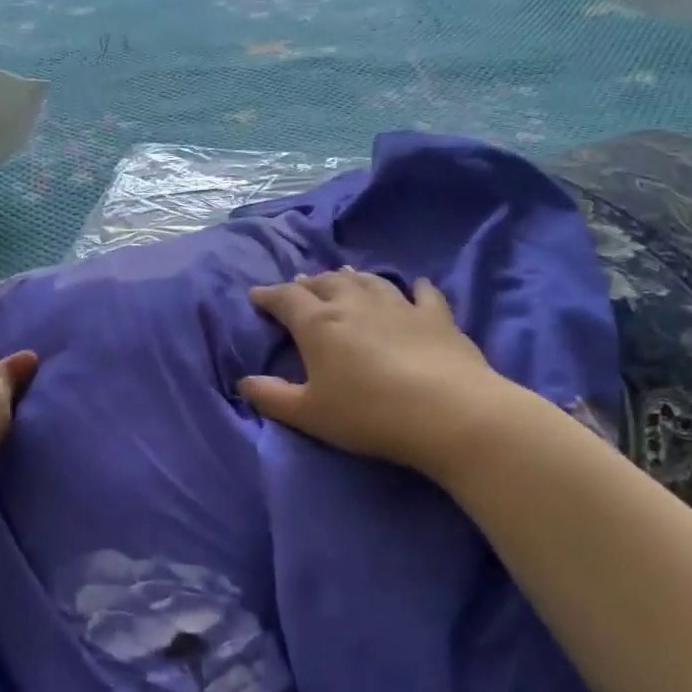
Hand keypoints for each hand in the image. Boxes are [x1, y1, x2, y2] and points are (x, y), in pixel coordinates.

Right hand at [239, 270, 534, 477]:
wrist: (447, 412)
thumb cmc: (367, 414)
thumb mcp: (308, 413)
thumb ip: (271, 396)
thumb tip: (244, 382)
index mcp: (319, 323)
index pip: (286, 299)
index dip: (268, 295)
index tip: (256, 296)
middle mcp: (354, 303)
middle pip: (325, 283)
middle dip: (307, 284)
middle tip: (298, 287)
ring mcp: (398, 306)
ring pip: (368, 281)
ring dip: (350, 278)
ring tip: (342, 277)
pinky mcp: (436, 317)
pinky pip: (423, 293)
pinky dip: (413, 288)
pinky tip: (414, 286)